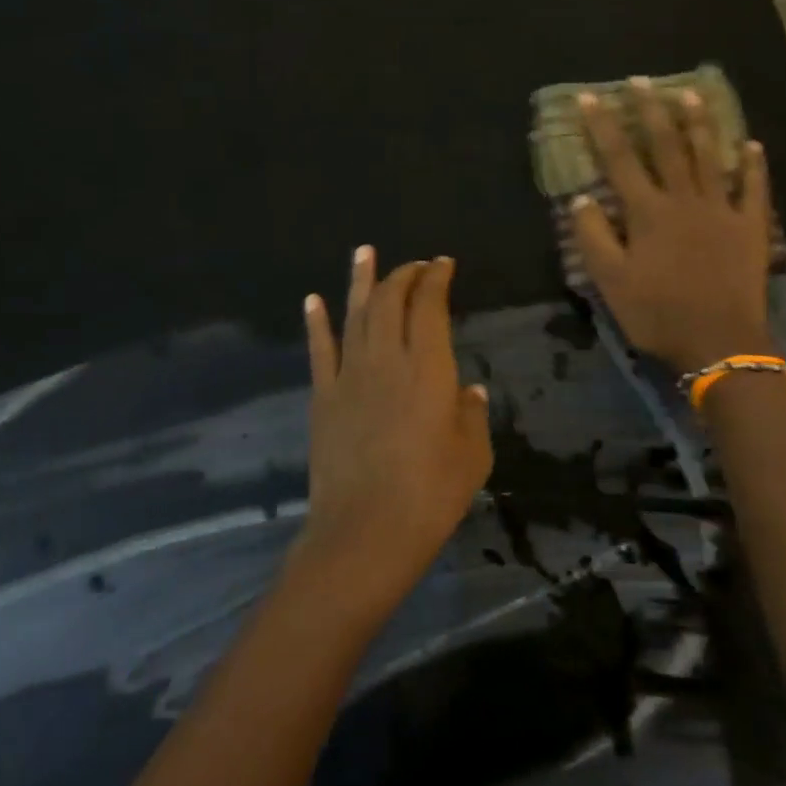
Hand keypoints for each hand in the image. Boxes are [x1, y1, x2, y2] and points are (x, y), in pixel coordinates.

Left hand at [293, 247, 493, 617]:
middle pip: (390, 301)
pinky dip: (316, 322)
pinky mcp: (323, 397)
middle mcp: (387, 359)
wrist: (365, 532)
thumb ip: (472, 415)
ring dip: (360, 281)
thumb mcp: (472, 455)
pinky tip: (313, 300)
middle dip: (403, 275)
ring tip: (363, 252)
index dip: (436, 279)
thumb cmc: (431, 495)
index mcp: (429, 368)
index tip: (442, 264)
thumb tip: (470, 391)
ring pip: (354, 314)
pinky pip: (319, 350)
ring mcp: (349, 376)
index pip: (429, 306)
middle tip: (415, 265)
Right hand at [573, 78, 776, 373]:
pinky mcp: (751, 227)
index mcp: (648, 212)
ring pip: (709, 157)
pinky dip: (753, 166)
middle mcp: (685, 200)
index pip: (620, 159)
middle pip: (666, 146)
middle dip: (650, 111)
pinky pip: (754, 189)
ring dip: (699, 124)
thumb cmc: (657, 314)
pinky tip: (751, 145)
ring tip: (690, 94)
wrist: (719, 342)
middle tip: (641, 81)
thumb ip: (594, 237)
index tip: (589, 97)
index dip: (602, 127)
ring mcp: (722, 210)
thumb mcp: (611, 282)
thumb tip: (581, 198)